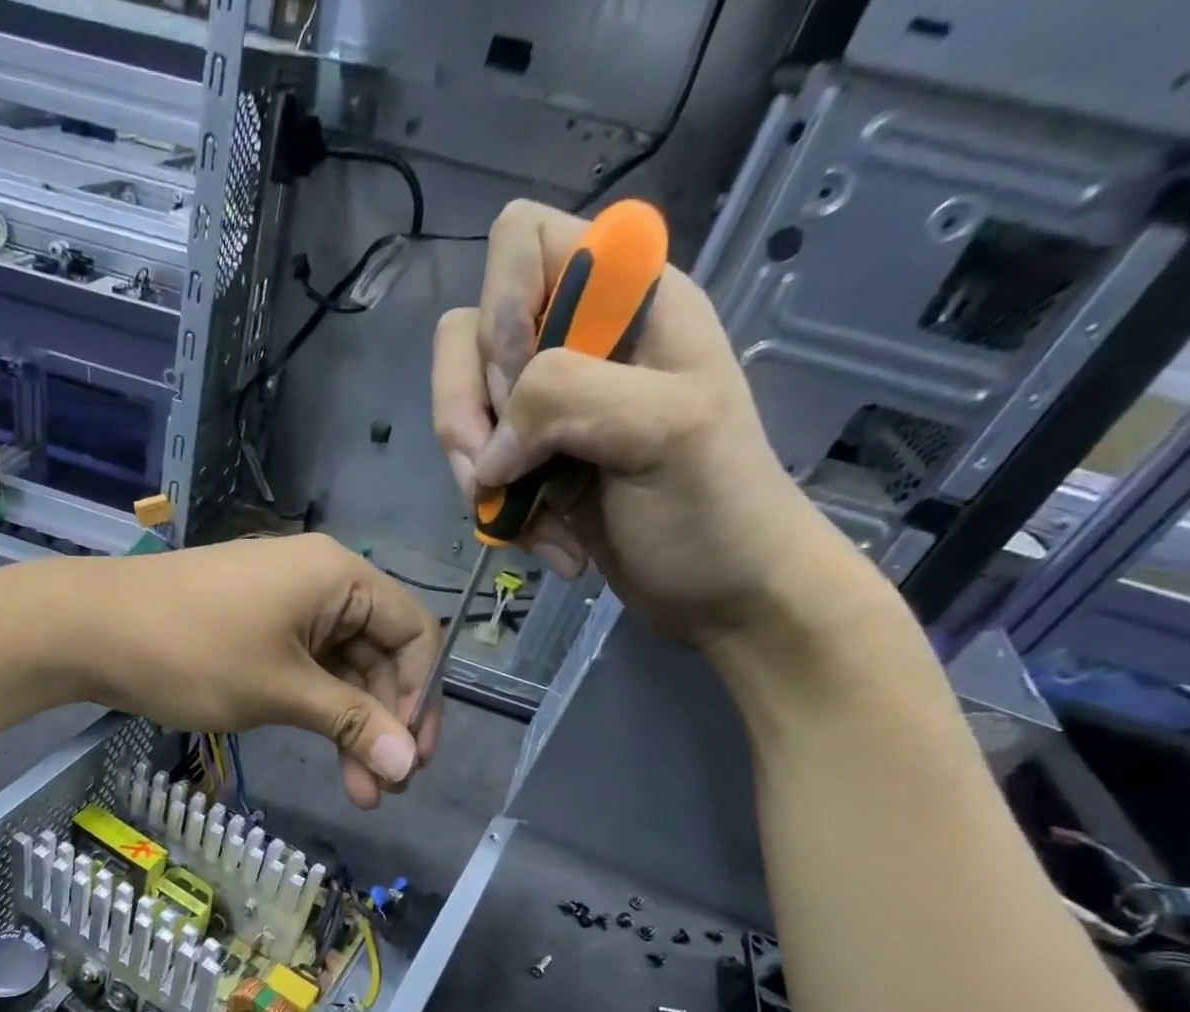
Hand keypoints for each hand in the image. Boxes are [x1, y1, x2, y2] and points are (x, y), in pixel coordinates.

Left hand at [64, 535, 441, 808]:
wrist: (89, 630)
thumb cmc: (192, 652)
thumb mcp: (280, 690)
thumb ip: (350, 722)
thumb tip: (406, 763)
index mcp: (340, 577)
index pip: (414, 633)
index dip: (421, 697)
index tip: (411, 757)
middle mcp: (322, 583)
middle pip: (380, 655)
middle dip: (386, 723)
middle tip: (387, 789)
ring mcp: (287, 606)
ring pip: (342, 671)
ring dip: (353, 728)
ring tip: (360, 793)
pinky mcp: (258, 629)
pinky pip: (307, 670)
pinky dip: (318, 712)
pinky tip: (326, 755)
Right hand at [432, 199, 842, 646]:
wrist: (726, 594)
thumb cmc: (717, 507)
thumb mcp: (665, 428)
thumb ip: (570, 397)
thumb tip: (488, 448)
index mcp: (627, 298)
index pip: (523, 240)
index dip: (502, 305)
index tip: (520, 383)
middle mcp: (579, 339)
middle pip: (470, 333)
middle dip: (467, 409)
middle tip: (495, 471)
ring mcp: (550, 407)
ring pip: (463, 407)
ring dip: (477, 470)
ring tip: (516, 516)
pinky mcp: (533, 463)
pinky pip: (478, 467)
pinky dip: (497, 508)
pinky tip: (545, 540)